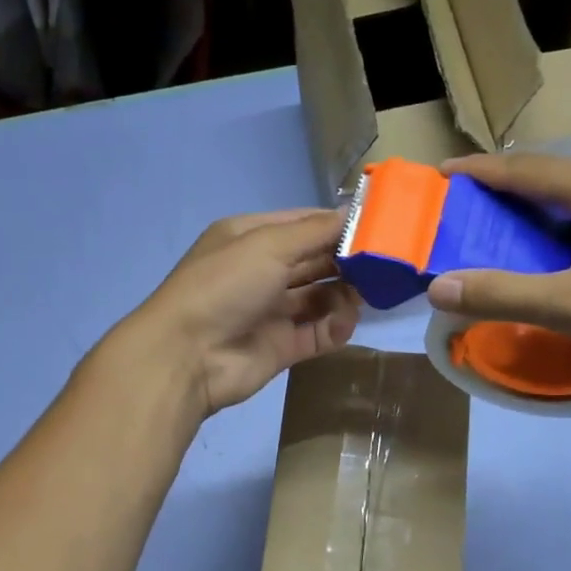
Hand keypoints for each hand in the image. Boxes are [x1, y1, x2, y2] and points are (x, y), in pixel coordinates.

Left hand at [119, 209, 360, 417]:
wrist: (187, 356)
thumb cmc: (224, 286)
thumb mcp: (267, 245)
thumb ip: (315, 231)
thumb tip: (354, 213)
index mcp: (250, 238)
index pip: (303, 224)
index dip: (338, 224)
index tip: (379, 225)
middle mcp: (261, 272)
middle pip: (315, 261)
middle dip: (347, 260)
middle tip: (384, 263)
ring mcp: (271, 311)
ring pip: (320, 298)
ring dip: (344, 294)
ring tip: (366, 294)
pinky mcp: (281, 347)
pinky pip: (318, 333)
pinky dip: (335, 327)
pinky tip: (344, 322)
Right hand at [427, 155, 570, 380]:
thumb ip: (503, 294)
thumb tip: (439, 287)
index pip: (524, 168)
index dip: (479, 170)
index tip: (442, 174)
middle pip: (553, 177)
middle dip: (506, 192)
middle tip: (469, 214)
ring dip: (540, 211)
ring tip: (509, 236)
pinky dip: (570, 226)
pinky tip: (566, 256)